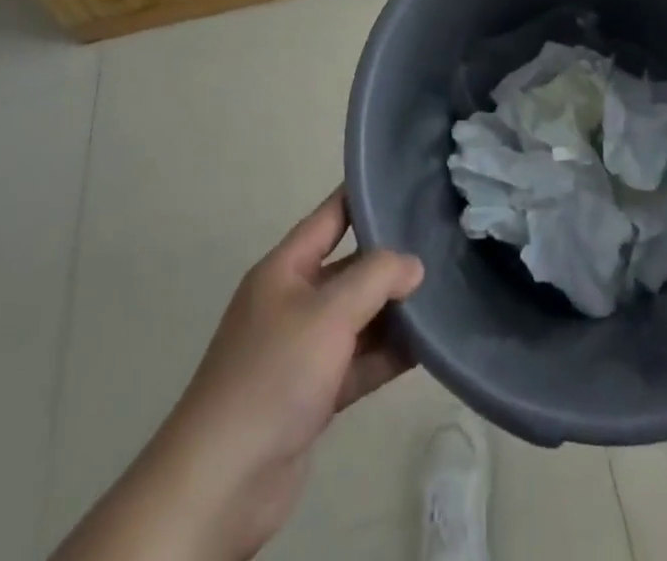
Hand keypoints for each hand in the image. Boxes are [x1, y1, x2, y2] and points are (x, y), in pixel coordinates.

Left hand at [155, 190, 423, 559]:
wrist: (222, 483)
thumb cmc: (273, 375)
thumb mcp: (328, 313)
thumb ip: (376, 278)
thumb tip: (414, 264)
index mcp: (284, 269)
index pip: (330, 217)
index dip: (364, 196)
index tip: (407, 182)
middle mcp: (293, 301)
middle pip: (350, 268)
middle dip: (390, 259)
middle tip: (441, 243)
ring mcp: (303, 350)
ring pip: (358, 317)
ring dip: (394, 310)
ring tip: (444, 291)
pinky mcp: (314, 394)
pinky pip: (359, 361)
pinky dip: (388, 354)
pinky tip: (428, 346)